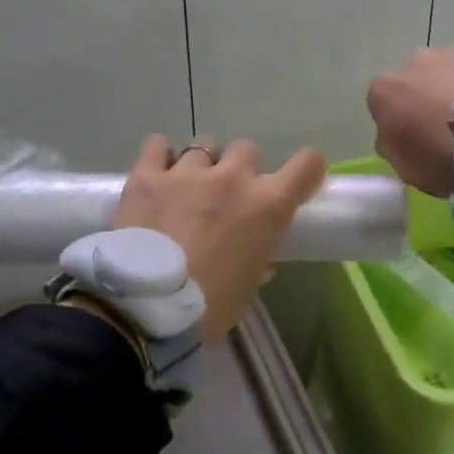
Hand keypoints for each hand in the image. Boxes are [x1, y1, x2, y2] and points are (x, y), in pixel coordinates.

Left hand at [111, 135, 326, 338]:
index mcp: (267, 206)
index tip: (298, 181)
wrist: (146, 308)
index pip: (306, 165)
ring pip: (204, 146)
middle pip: (247, 149)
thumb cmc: (209, 307)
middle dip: (241, 168)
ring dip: (203, 164)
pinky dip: (160, 155)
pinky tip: (158, 173)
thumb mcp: (247, 288)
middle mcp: (233, 179)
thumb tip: (259, 259)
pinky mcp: (147, 176)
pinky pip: (156, 145)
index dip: (306, 169)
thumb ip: (257, 262)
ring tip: (188, 188)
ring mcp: (187, 173)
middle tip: (228, 194)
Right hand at [367, 48, 453, 219]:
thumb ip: (394, 145)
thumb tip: (397, 134)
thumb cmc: (449, 160)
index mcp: (386, 90)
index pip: (383, 105)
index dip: (400, 124)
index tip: (418, 143)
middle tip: (451, 129)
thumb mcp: (408, 170)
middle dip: (428, 99)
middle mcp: (416, 61)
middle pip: (417, 80)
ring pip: (450, 71)